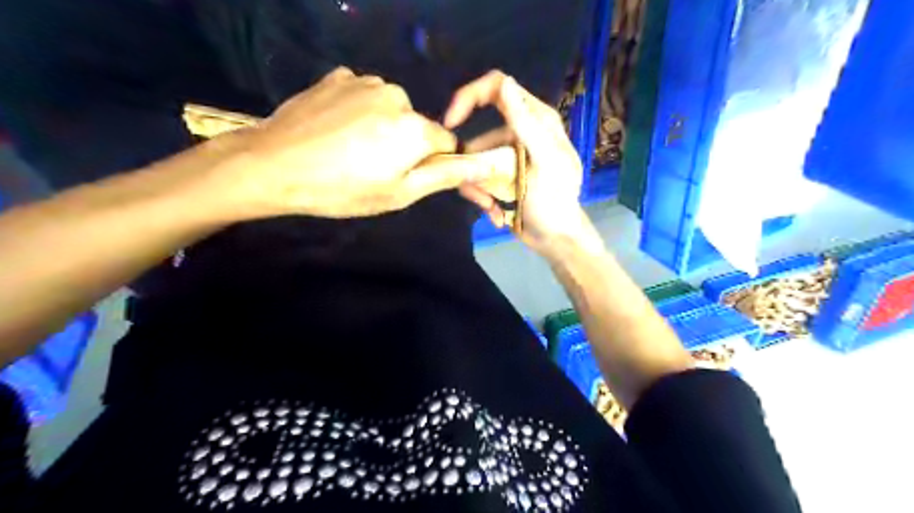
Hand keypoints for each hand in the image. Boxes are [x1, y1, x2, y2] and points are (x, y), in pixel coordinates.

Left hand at [221, 65, 483, 217]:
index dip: (431, 161)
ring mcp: (365, 81)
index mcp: (416, 128)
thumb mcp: (400, 193)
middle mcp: (398, 95)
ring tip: (350, 148)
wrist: (274, 166)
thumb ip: (446, 175)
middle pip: (416, 124)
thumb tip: (486, 165)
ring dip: (380, 125)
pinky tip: (335, 129)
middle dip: (404, 143)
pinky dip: (357, 110)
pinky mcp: (338, 76)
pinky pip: (362, 95)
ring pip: (390, 108)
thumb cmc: (343, 190)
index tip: (406, 176)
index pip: (446, 142)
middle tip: (372, 167)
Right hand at [446, 70, 593, 254]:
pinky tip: (496, 211)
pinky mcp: (501, 175)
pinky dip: (481, 195)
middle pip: (478, 133)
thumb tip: (504, 82)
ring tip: (491, 207)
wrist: (556, 239)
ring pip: (473, 161)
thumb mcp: (543, 162)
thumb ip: (525, 124)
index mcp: (537, 119)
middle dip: (472, 163)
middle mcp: (520, 132)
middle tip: (478, 191)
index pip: (497, 88)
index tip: (451, 122)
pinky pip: (476, 177)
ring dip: (477, 186)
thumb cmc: (555, 202)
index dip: (469, 98)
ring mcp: (509, 155)